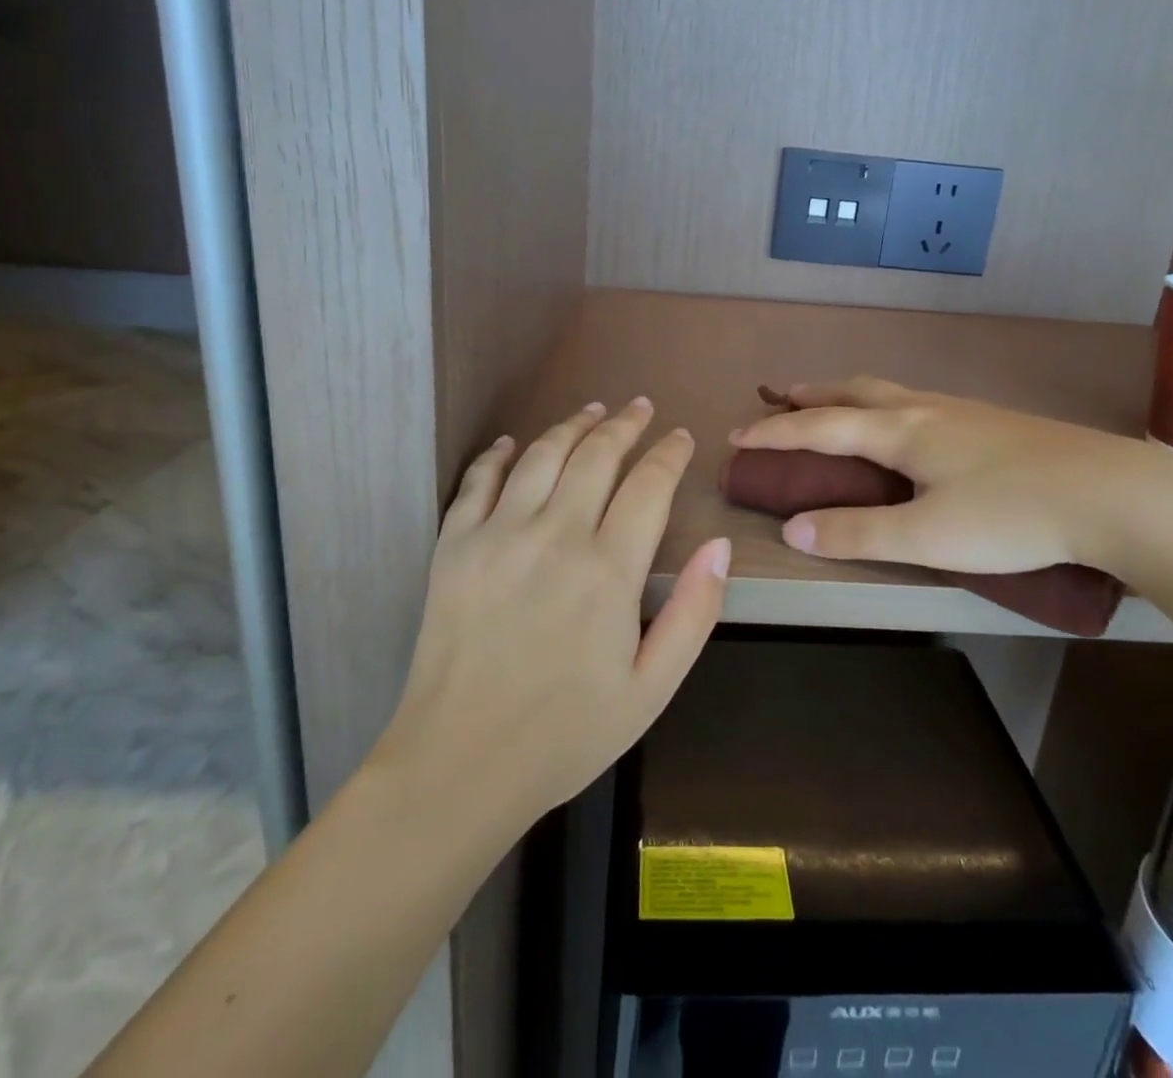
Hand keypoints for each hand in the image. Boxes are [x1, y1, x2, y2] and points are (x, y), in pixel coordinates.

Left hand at [374, 398, 727, 825]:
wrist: (460, 765)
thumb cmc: (567, 733)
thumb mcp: (653, 688)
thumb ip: (694, 612)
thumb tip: (719, 545)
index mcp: (608, 571)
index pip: (648, 485)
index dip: (669, 454)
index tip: (681, 437)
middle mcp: (554, 536)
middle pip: (596, 456)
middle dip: (625, 425)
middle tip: (640, 408)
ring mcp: (498, 536)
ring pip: (542, 455)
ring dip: (572, 426)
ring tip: (592, 411)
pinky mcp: (453, 546)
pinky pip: (478, 481)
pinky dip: (500, 454)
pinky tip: (515, 442)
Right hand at [729, 377, 1172, 583]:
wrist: (1113, 494)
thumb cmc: (1013, 515)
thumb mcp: (928, 536)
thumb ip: (858, 534)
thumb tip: (792, 528)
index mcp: (901, 431)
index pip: (820, 427)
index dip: (774, 432)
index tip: (736, 435)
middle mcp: (924, 409)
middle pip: (852, 392)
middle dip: (808, 396)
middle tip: (777, 398)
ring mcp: (960, 411)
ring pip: (886, 391)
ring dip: (845, 395)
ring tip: (829, 403)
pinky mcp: (989, 422)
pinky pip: (914, 401)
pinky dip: (881, 404)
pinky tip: (903, 424)